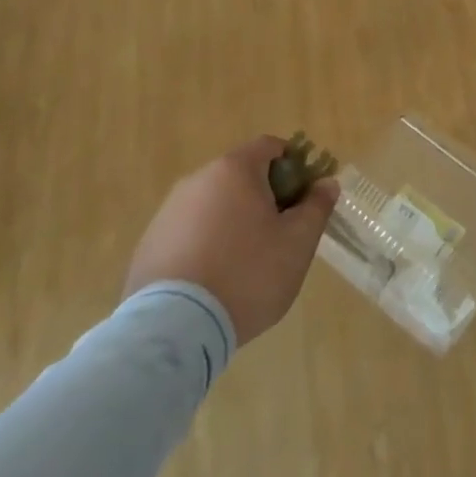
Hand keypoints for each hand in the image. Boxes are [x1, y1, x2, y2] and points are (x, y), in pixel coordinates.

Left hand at [122, 136, 338, 346]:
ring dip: (233, 222)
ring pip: (213, 205)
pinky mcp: (148, 245)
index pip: (270, 147)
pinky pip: (188, 233)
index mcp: (235, 170)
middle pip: (240, 176)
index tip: (303, 196)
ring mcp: (168, 212)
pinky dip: (205, 245)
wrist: (173, 329)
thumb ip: (316, 207)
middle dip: (264, 197)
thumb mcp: (297, 244)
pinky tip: (213, 281)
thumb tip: (326, 183)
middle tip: (280, 234)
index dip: (293, 165)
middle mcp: (198, 179)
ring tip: (245, 264)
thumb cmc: (247, 275)